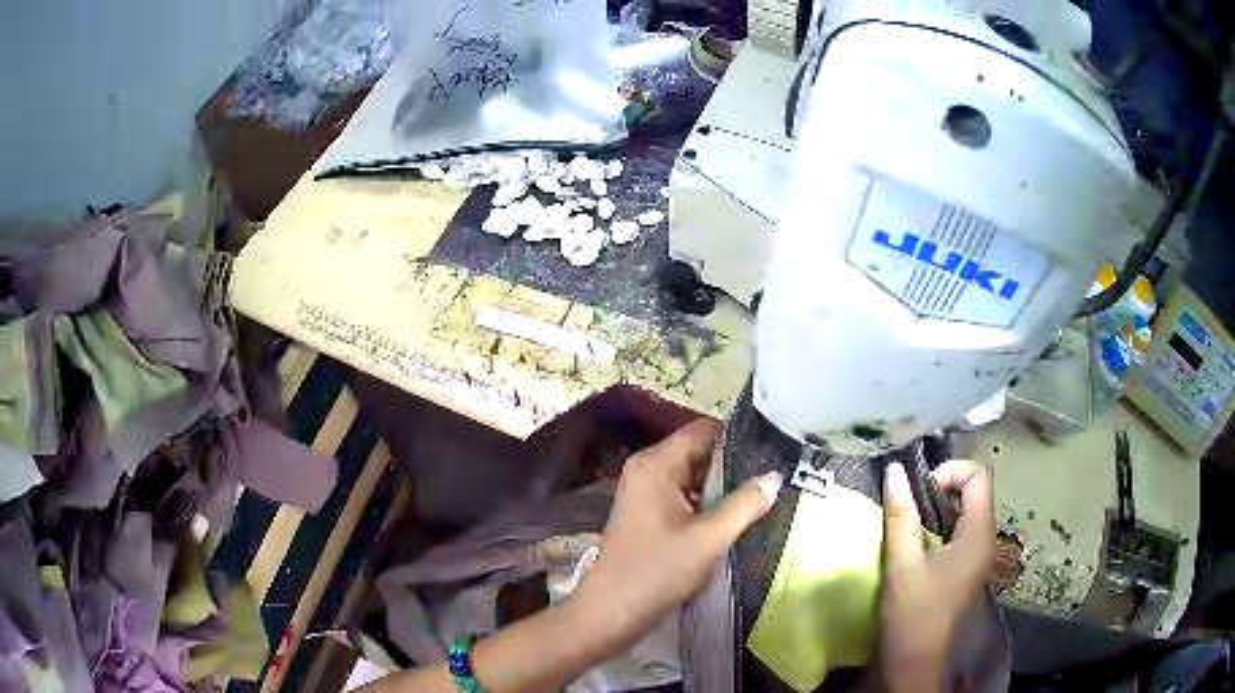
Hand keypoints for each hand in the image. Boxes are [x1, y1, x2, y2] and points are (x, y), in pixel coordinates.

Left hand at [571, 419, 782, 652]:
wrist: (611, 612)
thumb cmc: (657, 571)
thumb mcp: (709, 539)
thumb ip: (745, 504)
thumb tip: (775, 476)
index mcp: (657, 463)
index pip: (705, 430)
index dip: (739, 438)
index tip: (773, 452)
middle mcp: (647, 469)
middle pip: (700, 452)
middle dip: (734, 466)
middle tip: (773, 481)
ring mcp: (645, 492)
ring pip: (694, 477)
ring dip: (723, 488)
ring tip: (762, 499)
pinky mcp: (647, 514)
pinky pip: (684, 497)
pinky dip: (707, 504)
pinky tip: (734, 519)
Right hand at [880, 461, 995, 692]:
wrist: (918, 663)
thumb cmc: (914, 615)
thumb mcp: (903, 565)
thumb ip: (901, 517)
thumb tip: (894, 470)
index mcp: (979, 533)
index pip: (978, 476)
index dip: (950, 472)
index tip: (920, 489)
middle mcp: (986, 538)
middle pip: (974, 491)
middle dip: (941, 487)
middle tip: (908, 502)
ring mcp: (978, 554)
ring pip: (966, 511)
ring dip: (938, 507)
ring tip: (907, 519)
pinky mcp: (966, 567)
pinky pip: (959, 531)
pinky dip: (939, 525)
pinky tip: (915, 541)